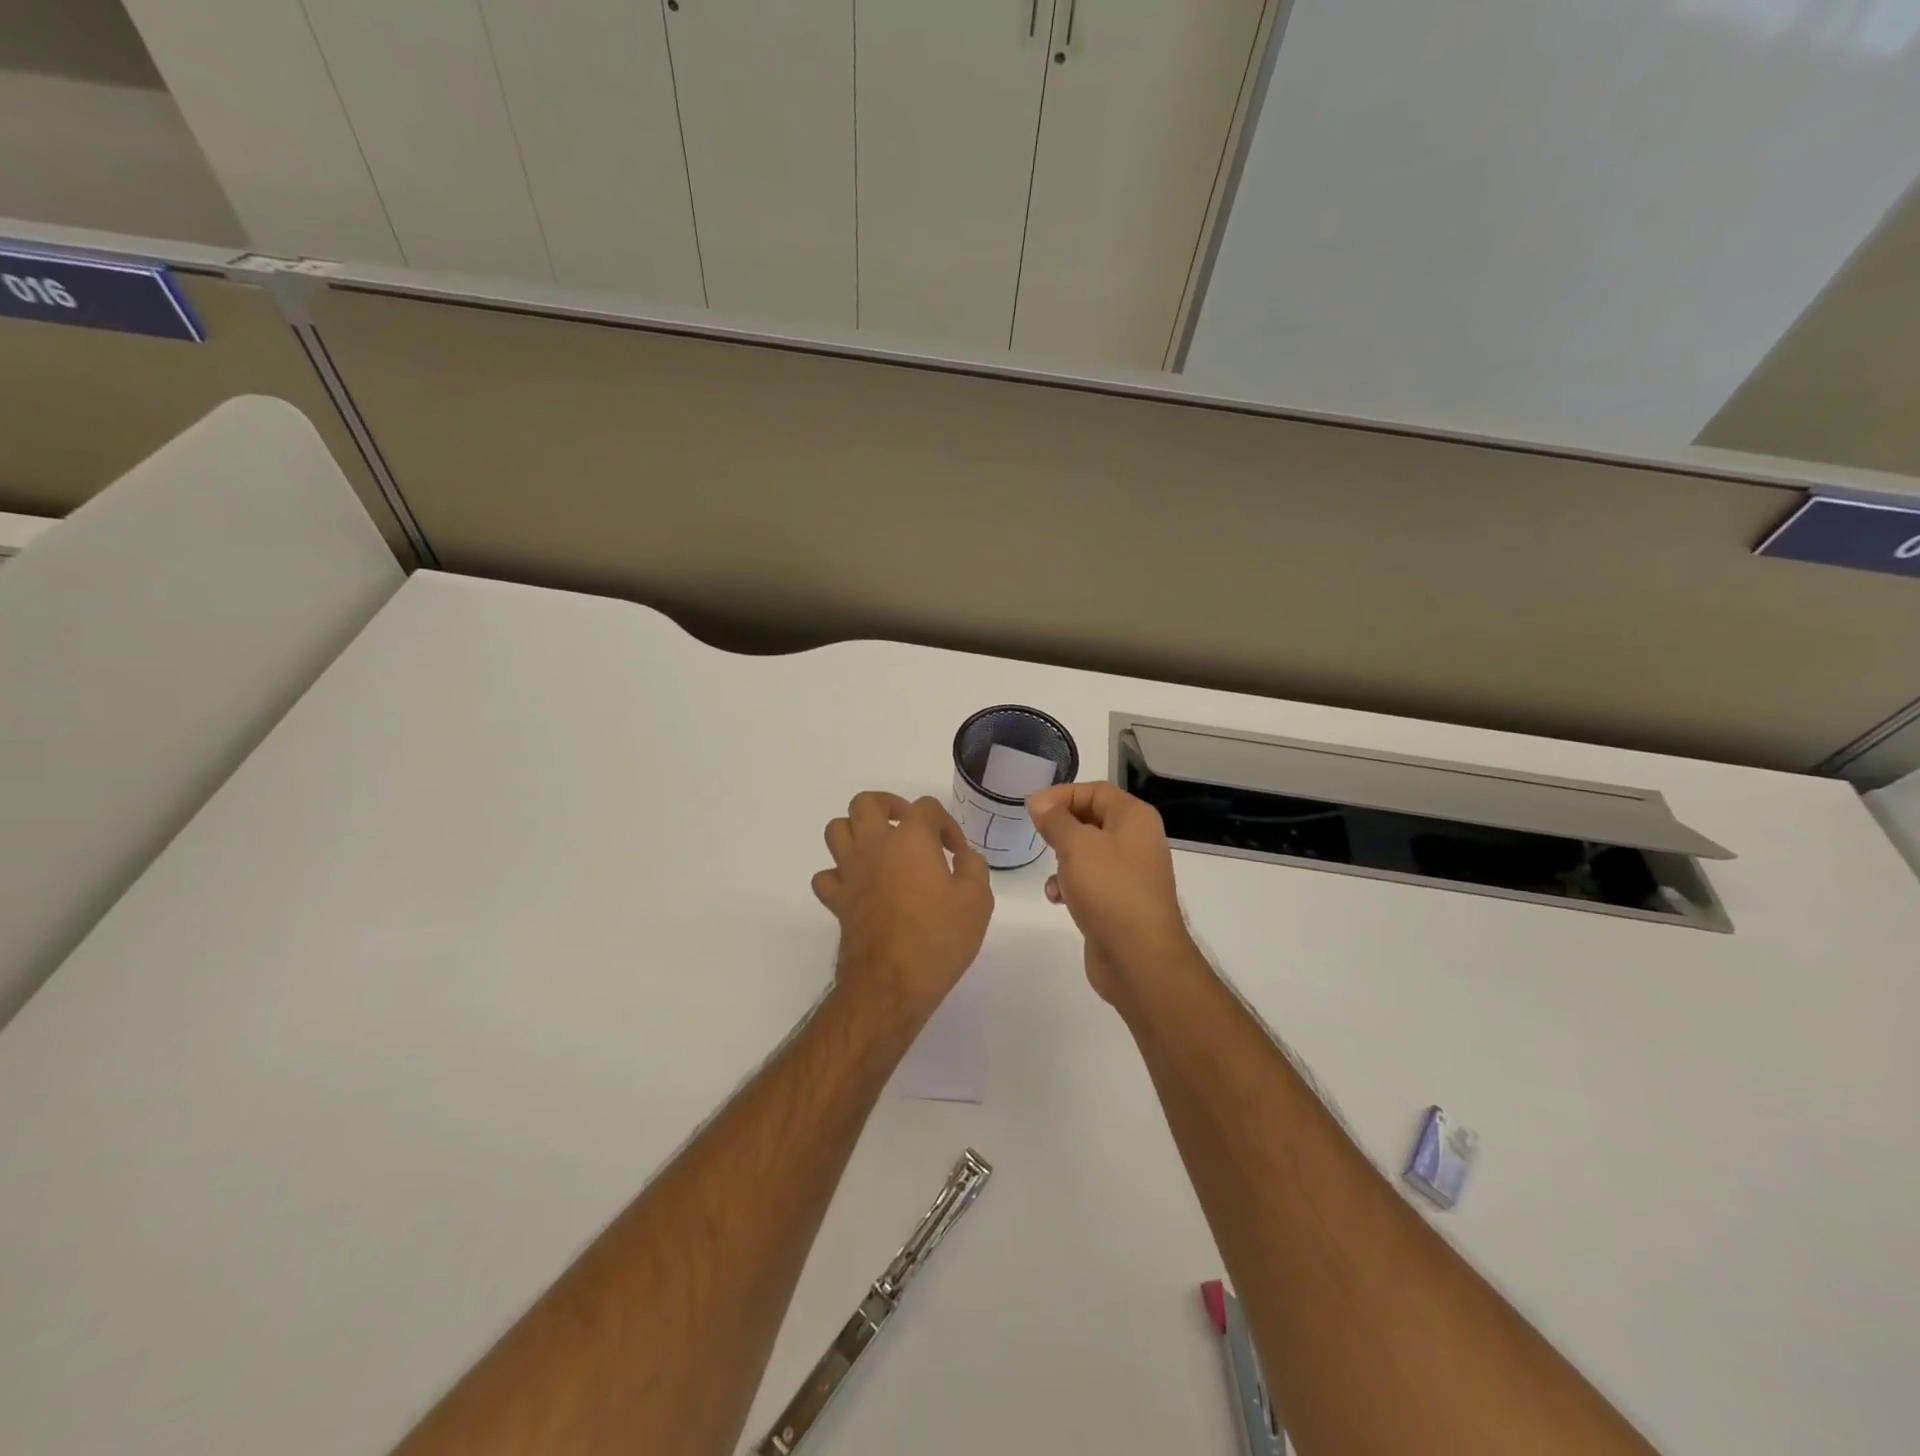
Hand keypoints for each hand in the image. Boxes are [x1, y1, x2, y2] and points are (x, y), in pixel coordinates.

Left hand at [813, 792, 992, 1025]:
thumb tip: (963, 856)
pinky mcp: (836, 900)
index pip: (925, 807)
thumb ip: (973, 867)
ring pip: (837, 829)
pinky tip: (859, 886)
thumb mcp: (977, 900)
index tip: (956, 851)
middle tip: (909, 828)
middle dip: (889, 806)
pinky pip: (827, 875)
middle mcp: (874, 845)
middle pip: (866, 803)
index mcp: (910, 839)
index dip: (945, 823)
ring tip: (880, 849)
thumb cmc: (938, 938)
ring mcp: (849, 872)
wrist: (891, 984)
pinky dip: (839, 874)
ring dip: (857, 832)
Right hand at [1028, 782, 1199, 1004]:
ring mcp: (1130, 873)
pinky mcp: (1120, 902)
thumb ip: (1055, 820)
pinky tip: (1057, 899)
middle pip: (1092, 819)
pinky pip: (1091, 882)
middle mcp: (1137, 840)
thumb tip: (1039, 802)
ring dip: (1063, 859)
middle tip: (1036, 836)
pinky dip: (1071, 885)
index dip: (1061, 795)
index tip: (1030, 809)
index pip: (1094, 790)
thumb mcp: (1076, 846)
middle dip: (1061, 827)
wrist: (1140, 958)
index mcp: (1134, 818)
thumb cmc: (1110, 890)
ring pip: (1088, 852)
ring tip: (1051, 873)